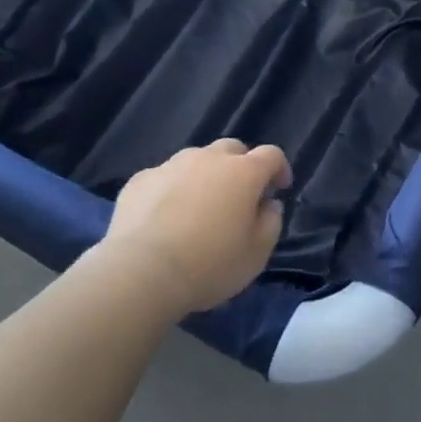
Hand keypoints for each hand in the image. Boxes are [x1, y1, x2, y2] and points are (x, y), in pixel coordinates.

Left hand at [104, 139, 290, 315]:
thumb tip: (269, 204)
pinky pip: (164, 177)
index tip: (279, 188)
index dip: (279, 168)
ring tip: (198, 206)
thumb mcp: (256, 254)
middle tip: (238, 195)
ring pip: (196, 160)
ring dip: (204, 176)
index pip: (271, 154)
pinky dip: (171, 190)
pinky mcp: (141, 179)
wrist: (141, 272)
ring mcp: (172, 165)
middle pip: (232, 149)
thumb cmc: (209, 265)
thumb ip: (271, 222)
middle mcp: (209, 158)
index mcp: (243, 172)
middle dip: (241, 166)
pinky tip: (163, 216)